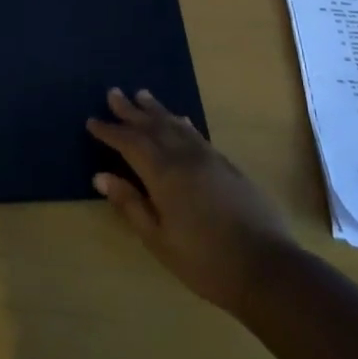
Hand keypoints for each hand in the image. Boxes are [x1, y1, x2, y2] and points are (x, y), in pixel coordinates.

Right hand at [87, 88, 298, 315]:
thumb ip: (131, 204)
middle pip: (153, 126)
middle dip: (130, 111)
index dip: (110, 131)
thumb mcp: (158, 239)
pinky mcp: (227, 165)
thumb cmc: (204, 260)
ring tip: (142, 95)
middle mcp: (184, 156)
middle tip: (113, 92)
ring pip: (176, 125)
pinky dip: (181, 123)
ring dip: (156, 110)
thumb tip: (101, 176)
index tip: (92, 121)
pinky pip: (196, 134)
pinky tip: (180, 120)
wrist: (265, 266)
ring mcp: (209, 158)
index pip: (130, 143)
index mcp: (163, 174)